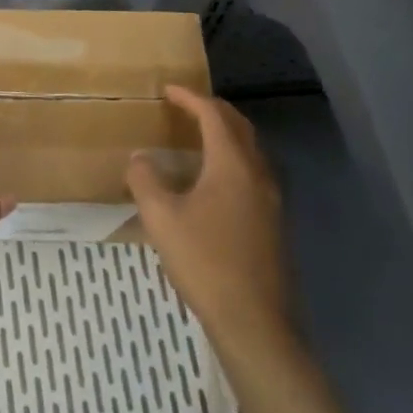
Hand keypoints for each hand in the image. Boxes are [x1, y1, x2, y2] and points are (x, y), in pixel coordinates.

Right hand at [127, 86, 293, 354]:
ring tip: (196, 137)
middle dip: (212, 110)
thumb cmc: (205, 262)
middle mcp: (257, 174)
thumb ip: (146, 180)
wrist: (254, 322)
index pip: (213, 115)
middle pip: (239, 127)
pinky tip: (212, 181)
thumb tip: (140, 158)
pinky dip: (232, 159)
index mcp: (232, 165)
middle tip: (185, 106)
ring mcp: (271, 199)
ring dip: (225, 134)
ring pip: (250, 150)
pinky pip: (252, 172)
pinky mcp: (273, 222)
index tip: (168, 90)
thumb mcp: (161, 218)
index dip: (189, 98)